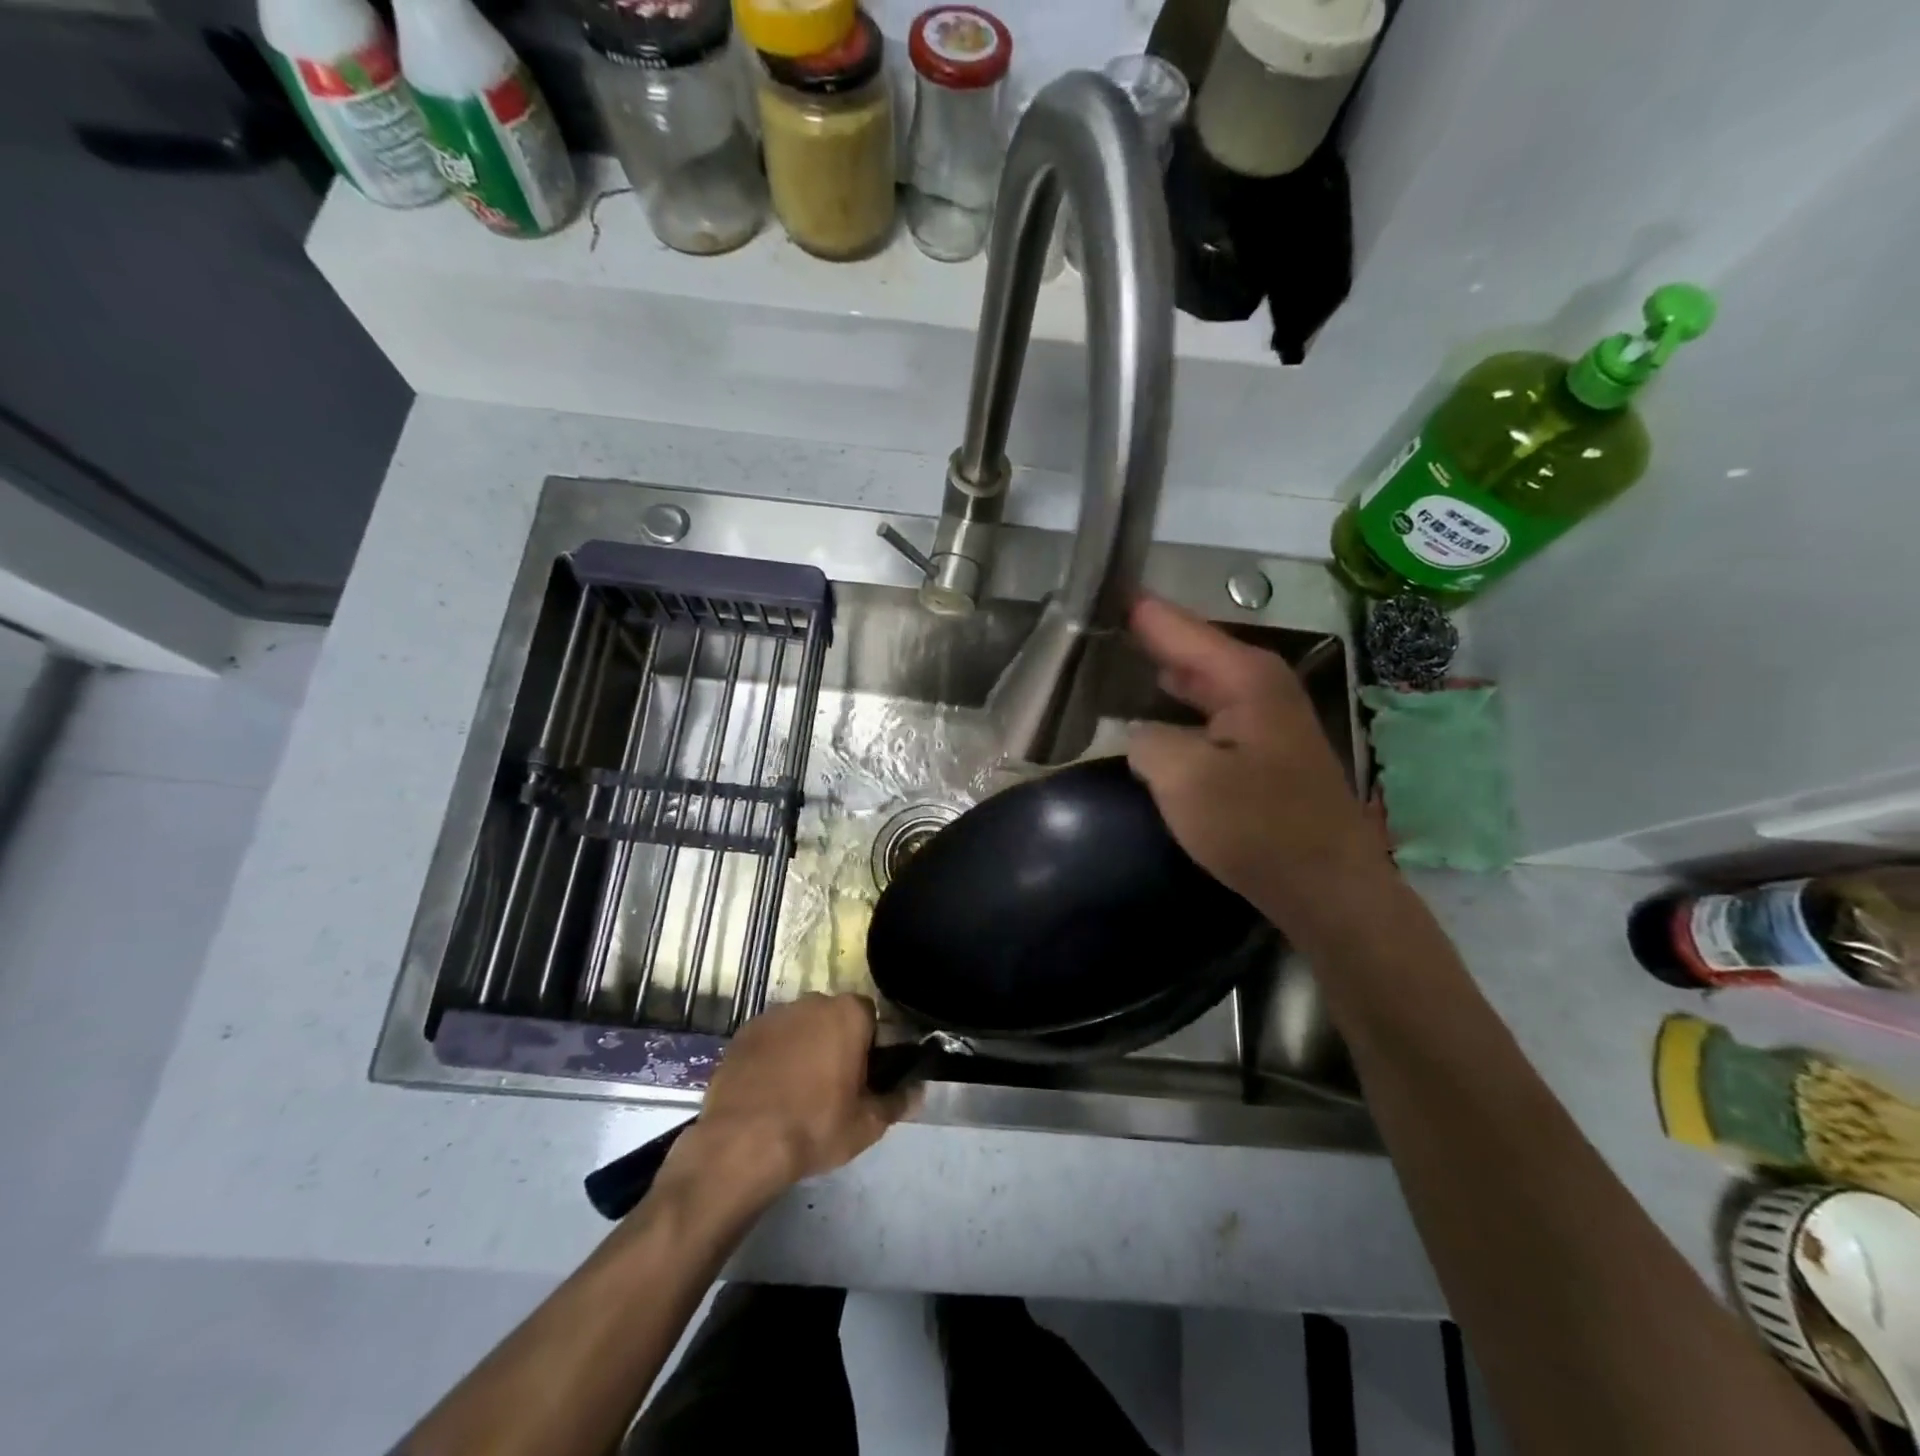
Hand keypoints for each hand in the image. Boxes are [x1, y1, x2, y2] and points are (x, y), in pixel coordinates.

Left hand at [663, 993, 912, 1197]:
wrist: (742, 1144)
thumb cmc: (815, 1127)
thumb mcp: (867, 1124)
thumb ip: (897, 1101)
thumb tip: (918, 1090)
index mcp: (847, 1013)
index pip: (869, 1016)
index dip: (869, 1044)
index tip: (864, 1076)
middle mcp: (812, 1002)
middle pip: (833, 1017)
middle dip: (835, 1042)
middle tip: (833, 1085)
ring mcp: (774, 1015)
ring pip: (800, 1027)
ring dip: (803, 1047)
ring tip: (796, 1090)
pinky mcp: (743, 1033)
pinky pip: (770, 1039)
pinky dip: (773, 1056)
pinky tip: (768, 1090)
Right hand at [1126, 596, 1390, 929]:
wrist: (1326, 884)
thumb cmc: (1257, 824)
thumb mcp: (1184, 778)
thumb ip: (1147, 741)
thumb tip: (1140, 734)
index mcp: (1244, 676)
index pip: (1177, 627)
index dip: (1137, 610)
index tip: (1101, 588)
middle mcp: (1259, 684)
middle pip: (1191, 648)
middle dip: (1147, 637)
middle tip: (1095, 626)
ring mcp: (1265, 717)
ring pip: (1201, 680)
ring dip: (1161, 672)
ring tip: (1114, 660)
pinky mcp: (1263, 750)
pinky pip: (1208, 711)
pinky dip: (1177, 705)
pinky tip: (1151, 714)